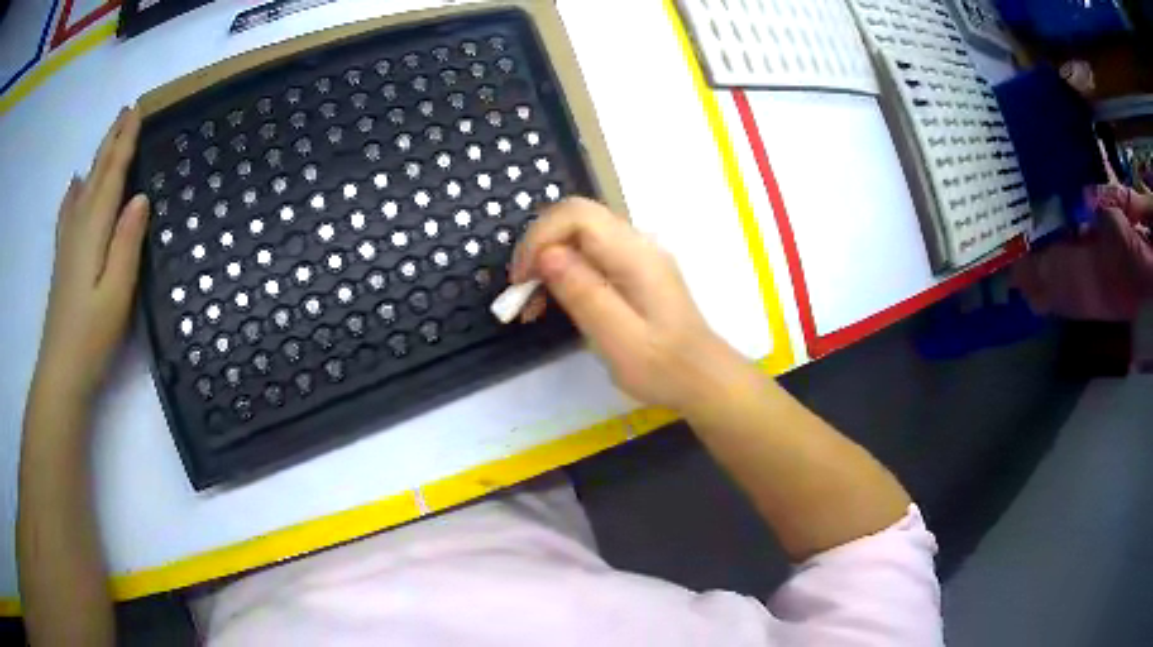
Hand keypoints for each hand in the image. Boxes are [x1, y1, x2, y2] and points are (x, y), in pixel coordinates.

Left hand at [31, 107, 149, 404]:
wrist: (62, 372)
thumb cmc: (92, 336)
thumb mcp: (117, 293)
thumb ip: (127, 243)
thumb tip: (140, 197)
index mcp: (93, 229)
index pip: (111, 174)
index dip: (125, 142)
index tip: (138, 110)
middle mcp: (78, 226)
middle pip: (96, 173)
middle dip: (112, 140)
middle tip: (127, 111)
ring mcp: (67, 242)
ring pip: (83, 187)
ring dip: (97, 158)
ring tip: (107, 138)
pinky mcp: (63, 258)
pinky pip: (68, 211)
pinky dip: (74, 191)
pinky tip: (75, 184)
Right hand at [510, 198, 743, 410]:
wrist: (702, 379)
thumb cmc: (662, 367)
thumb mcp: (617, 337)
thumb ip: (583, 292)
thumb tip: (546, 253)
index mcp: (635, 254)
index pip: (576, 214)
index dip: (539, 237)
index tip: (521, 279)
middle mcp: (637, 243)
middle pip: (575, 218)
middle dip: (540, 247)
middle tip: (522, 291)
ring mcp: (638, 255)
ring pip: (580, 236)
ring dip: (549, 261)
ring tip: (533, 305)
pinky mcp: (635, 270)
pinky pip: (591, 254)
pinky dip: (566, 271)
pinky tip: (556, 301)